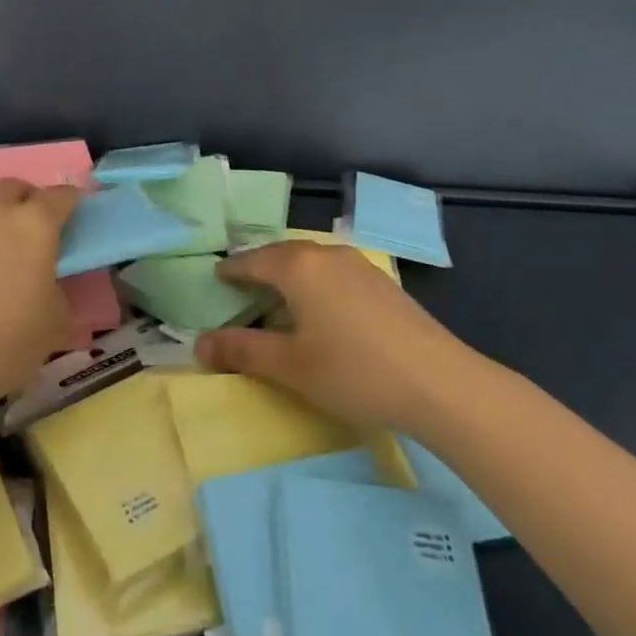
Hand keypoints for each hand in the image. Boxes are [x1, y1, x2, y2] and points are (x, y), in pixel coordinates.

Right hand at [194, 240, 470, 432]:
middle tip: (242, 285)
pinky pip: (334, 271)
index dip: (232, 270)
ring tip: (279, 296)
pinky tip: (322, 307)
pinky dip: (315, 282)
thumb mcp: (290, 366)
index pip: (252, 260)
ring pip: (311, 260)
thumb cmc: (353, 371)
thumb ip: (242, 351)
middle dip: (260, 267)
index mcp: (297, 267)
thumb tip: (198, 344)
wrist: (437, 381)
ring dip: (290, 274)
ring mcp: (358, 264)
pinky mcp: (382, 282)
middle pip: (282, 254)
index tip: (217, 276)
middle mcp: (325, 254)